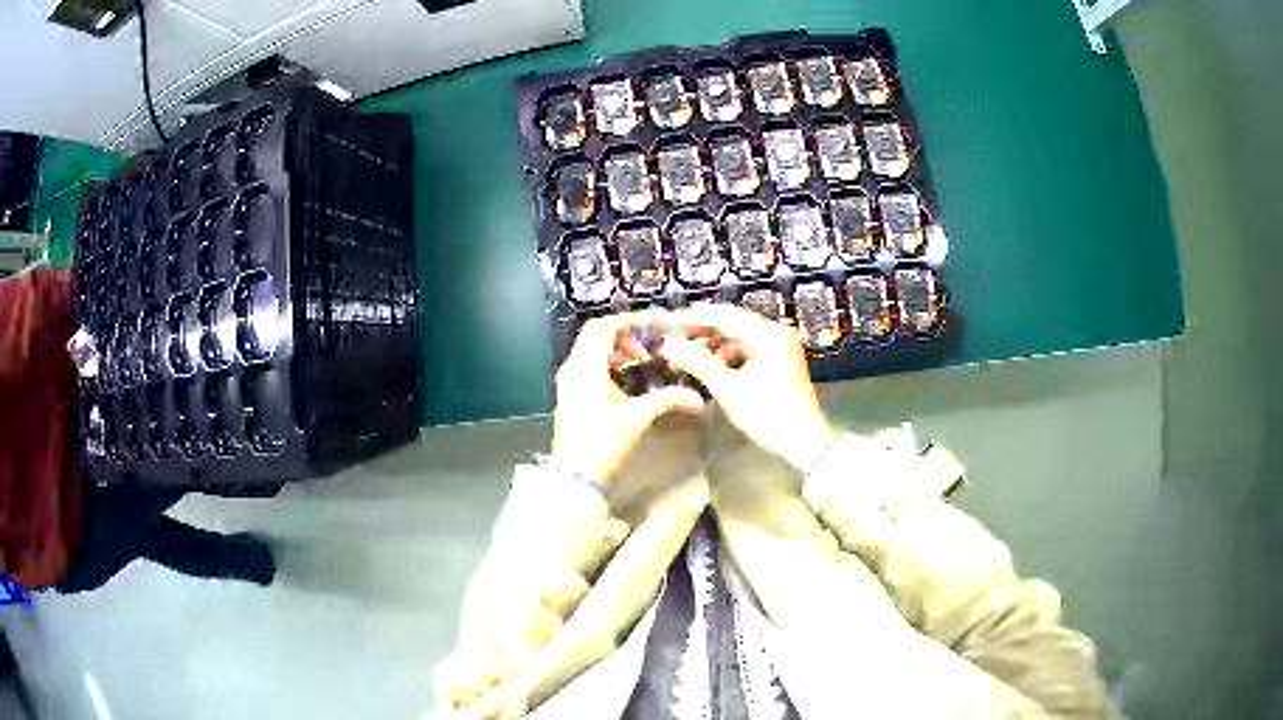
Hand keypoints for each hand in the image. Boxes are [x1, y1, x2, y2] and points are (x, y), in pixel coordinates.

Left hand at [551, 312, 704, 480]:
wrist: (576, 474)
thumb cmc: (605, 441)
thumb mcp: (638, 417)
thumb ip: (668, 399)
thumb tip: (698, 398)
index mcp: (586, 364)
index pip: (607, 325)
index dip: (633, 321)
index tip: (656, 326)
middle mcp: (572, 366)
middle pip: (595, 333)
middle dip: (624, 333)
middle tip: (649, 342)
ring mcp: (566, 380)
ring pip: (589, 349)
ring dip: (614, 348)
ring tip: (641, 361)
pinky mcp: (567, 393)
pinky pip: (586, 364)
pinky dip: (605, 363)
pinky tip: (625, 380)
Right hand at [662, 304, 839, 470]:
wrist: (805, 442)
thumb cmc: (767, 415)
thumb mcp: (728, 389)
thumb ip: (697, 362)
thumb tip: (669, 345)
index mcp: (767, 334)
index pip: (722, 315)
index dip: (691, 317)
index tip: (666, 321)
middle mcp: (776, 333)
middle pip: (731, 321)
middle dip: (700, 329)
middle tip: (671, 336)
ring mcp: (780, 346)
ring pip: (738, 335)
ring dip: (712, 342)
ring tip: (685, 352)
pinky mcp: (780, 361)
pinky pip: (747, 348)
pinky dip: (726, 353)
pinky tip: (709, 364)